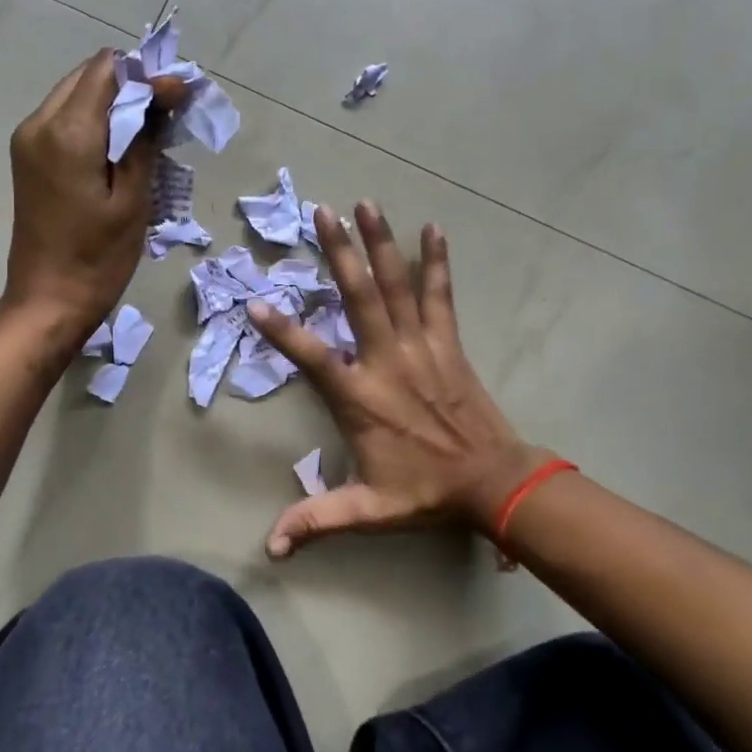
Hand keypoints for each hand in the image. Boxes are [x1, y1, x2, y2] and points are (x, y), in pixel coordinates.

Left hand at [1, 49, 181, 348]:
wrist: (48, 301)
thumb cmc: (98, 258)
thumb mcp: (133, 199)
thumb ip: (145, 137)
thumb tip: (165, 91)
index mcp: (67, 131)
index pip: (108, 70)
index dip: (147, 75)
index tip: (179, 97)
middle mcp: (39, 123)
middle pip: (88, 76)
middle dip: (130, 84)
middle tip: (167, 112)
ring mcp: (28, 139)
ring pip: (75, 94)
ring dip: (112, 102)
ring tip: (147, 130)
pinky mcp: (27, 157)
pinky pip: (63, 119)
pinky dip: (93, 120)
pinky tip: (119, 146)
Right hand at [246, 202, 545, 557]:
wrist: (494, 482)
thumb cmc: (426, 490)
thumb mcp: (367, 509)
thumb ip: (316, 521)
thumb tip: (271, 548)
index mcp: (360, 396)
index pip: (312, 357)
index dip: (284, 331)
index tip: (257, 301)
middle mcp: (387, 360)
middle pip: (360, 298)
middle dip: (340, 253)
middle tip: (322, 212)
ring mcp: (421, 346)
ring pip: (397, 286)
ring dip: (381, 243)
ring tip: (366, 204)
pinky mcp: (448, 343)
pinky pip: (440, 295)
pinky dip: (436, 262)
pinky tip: (433, 229)